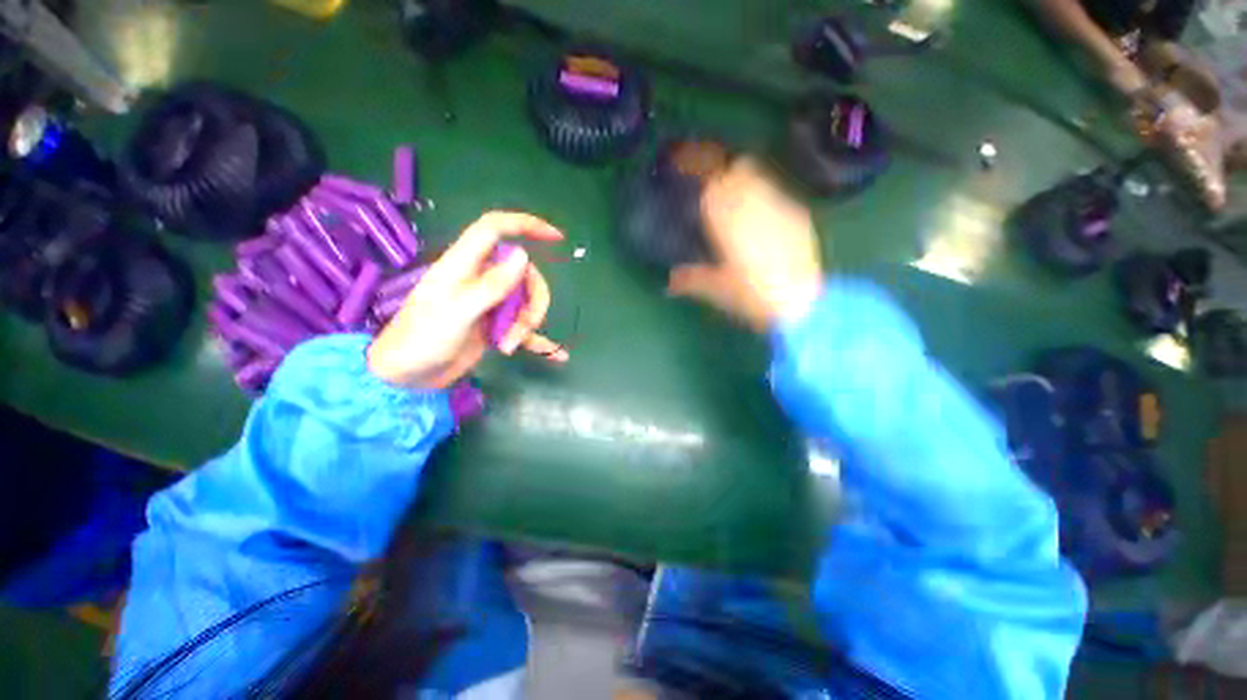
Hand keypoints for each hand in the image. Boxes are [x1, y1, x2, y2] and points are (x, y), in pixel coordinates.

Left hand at [367, 211, 568, 388]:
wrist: (407, 378)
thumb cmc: (422, 339)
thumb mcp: (457, 311)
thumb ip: (491, 285)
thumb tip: (524, 256)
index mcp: (464, 266)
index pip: (495, 229)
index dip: (525, 225)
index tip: (556, 237)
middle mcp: (480, 280)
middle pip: (524, 275)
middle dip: (533, 301)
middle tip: (524, 327)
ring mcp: (490, 304)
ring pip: (527, 302)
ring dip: (527, 325)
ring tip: (508, 347)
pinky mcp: (495, 327)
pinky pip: (525, 330)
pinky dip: (541, 342)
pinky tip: (559, 356)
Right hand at [668, 158, 822, 330]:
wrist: (801, 305)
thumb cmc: (751, 295)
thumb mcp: (714, 289)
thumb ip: (689, 279)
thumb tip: (668, 282)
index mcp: (728, 216)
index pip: (711, 176)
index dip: (696, 165)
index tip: (684, 164)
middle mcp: (755, 201)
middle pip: (736, 167)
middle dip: (720, 169)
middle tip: (708, 183)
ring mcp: (780, 205)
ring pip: (758, 176)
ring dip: (743, 179)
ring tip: (734, 197)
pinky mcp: (798, 215)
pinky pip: (776, 194)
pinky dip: (763, 197)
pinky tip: (760, 218)